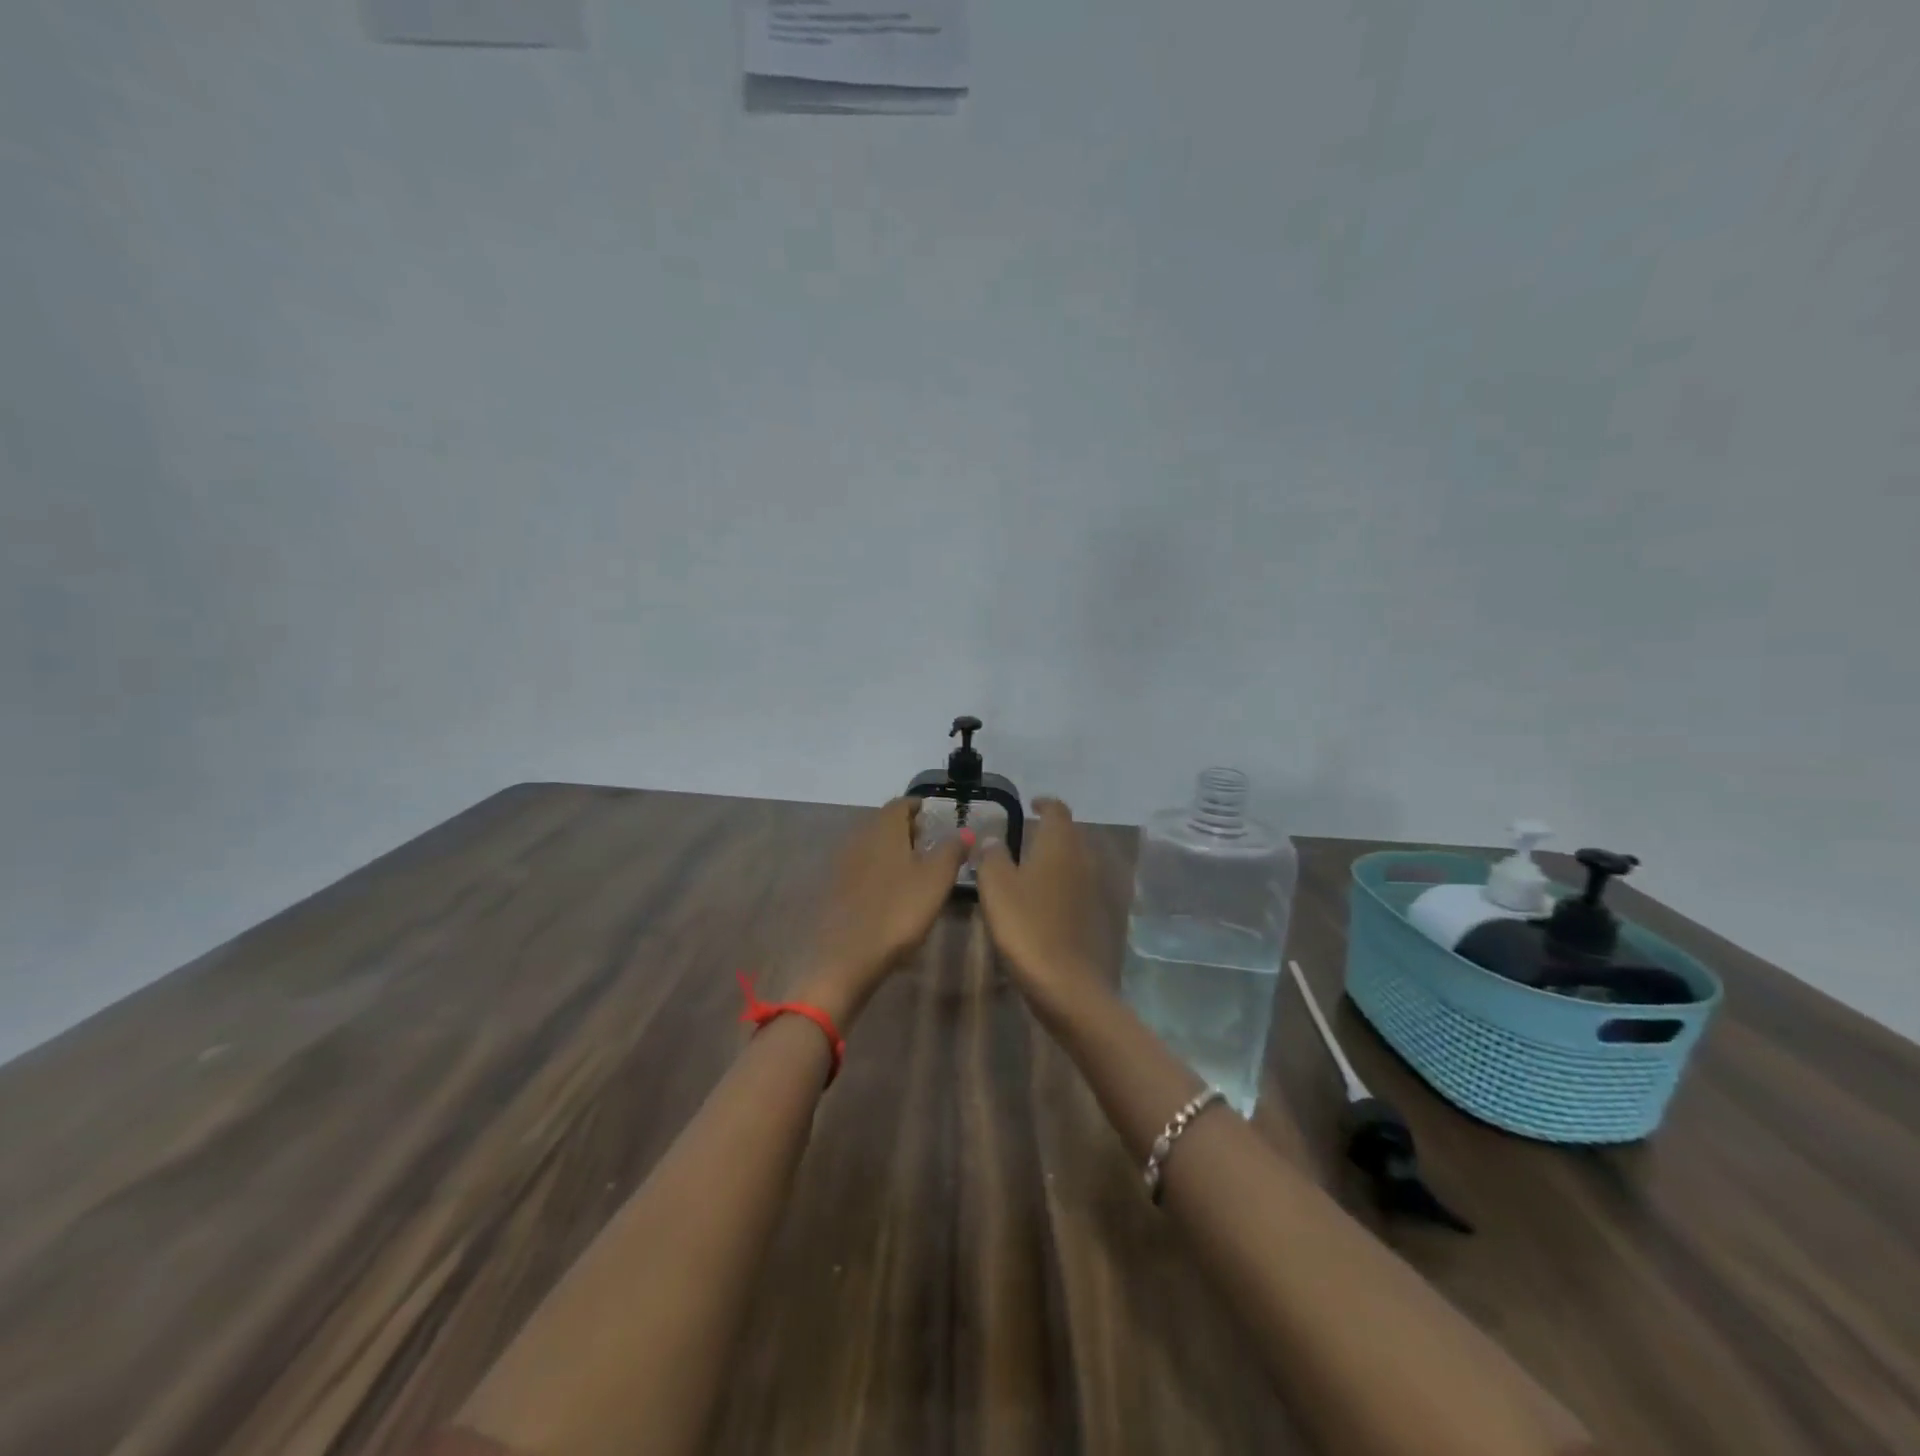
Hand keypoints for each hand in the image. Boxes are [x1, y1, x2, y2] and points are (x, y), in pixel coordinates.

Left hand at [795, 797, 968, 1022]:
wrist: (846, 957)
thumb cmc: (898, 911)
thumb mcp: (936, 880)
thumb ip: (952, 850)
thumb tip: (965, 830)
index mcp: (883, 828)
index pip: (900, 803)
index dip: (919, 806)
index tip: (935, 815)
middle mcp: (859, 837)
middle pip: (884, 823)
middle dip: (907, 828)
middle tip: (930, 842)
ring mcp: (843, 864)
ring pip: (872, 845)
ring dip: (892, 850)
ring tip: (915, 868)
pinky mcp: (835, 889)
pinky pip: (861, 868)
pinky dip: (878, 870)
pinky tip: (891, 891)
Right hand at [971, 798, 1109, 1021]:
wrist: (1070, 987)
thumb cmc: (1027, 928)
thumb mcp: (995, 888)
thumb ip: (991, 856)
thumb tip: (993, 838)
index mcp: (1060, 845)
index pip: (1057, 811)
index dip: (1044, 804)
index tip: (1031, 804)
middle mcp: (1085, 860)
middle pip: (1071, 835)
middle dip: (1051, 832)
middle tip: (1026, 837)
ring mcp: (1097, 890)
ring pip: (1078, 863)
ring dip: (1059, 860)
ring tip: (1034, 869)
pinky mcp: (1102, 919)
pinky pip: (1081, 889)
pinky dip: (1066, 887)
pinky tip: (1048, 903)